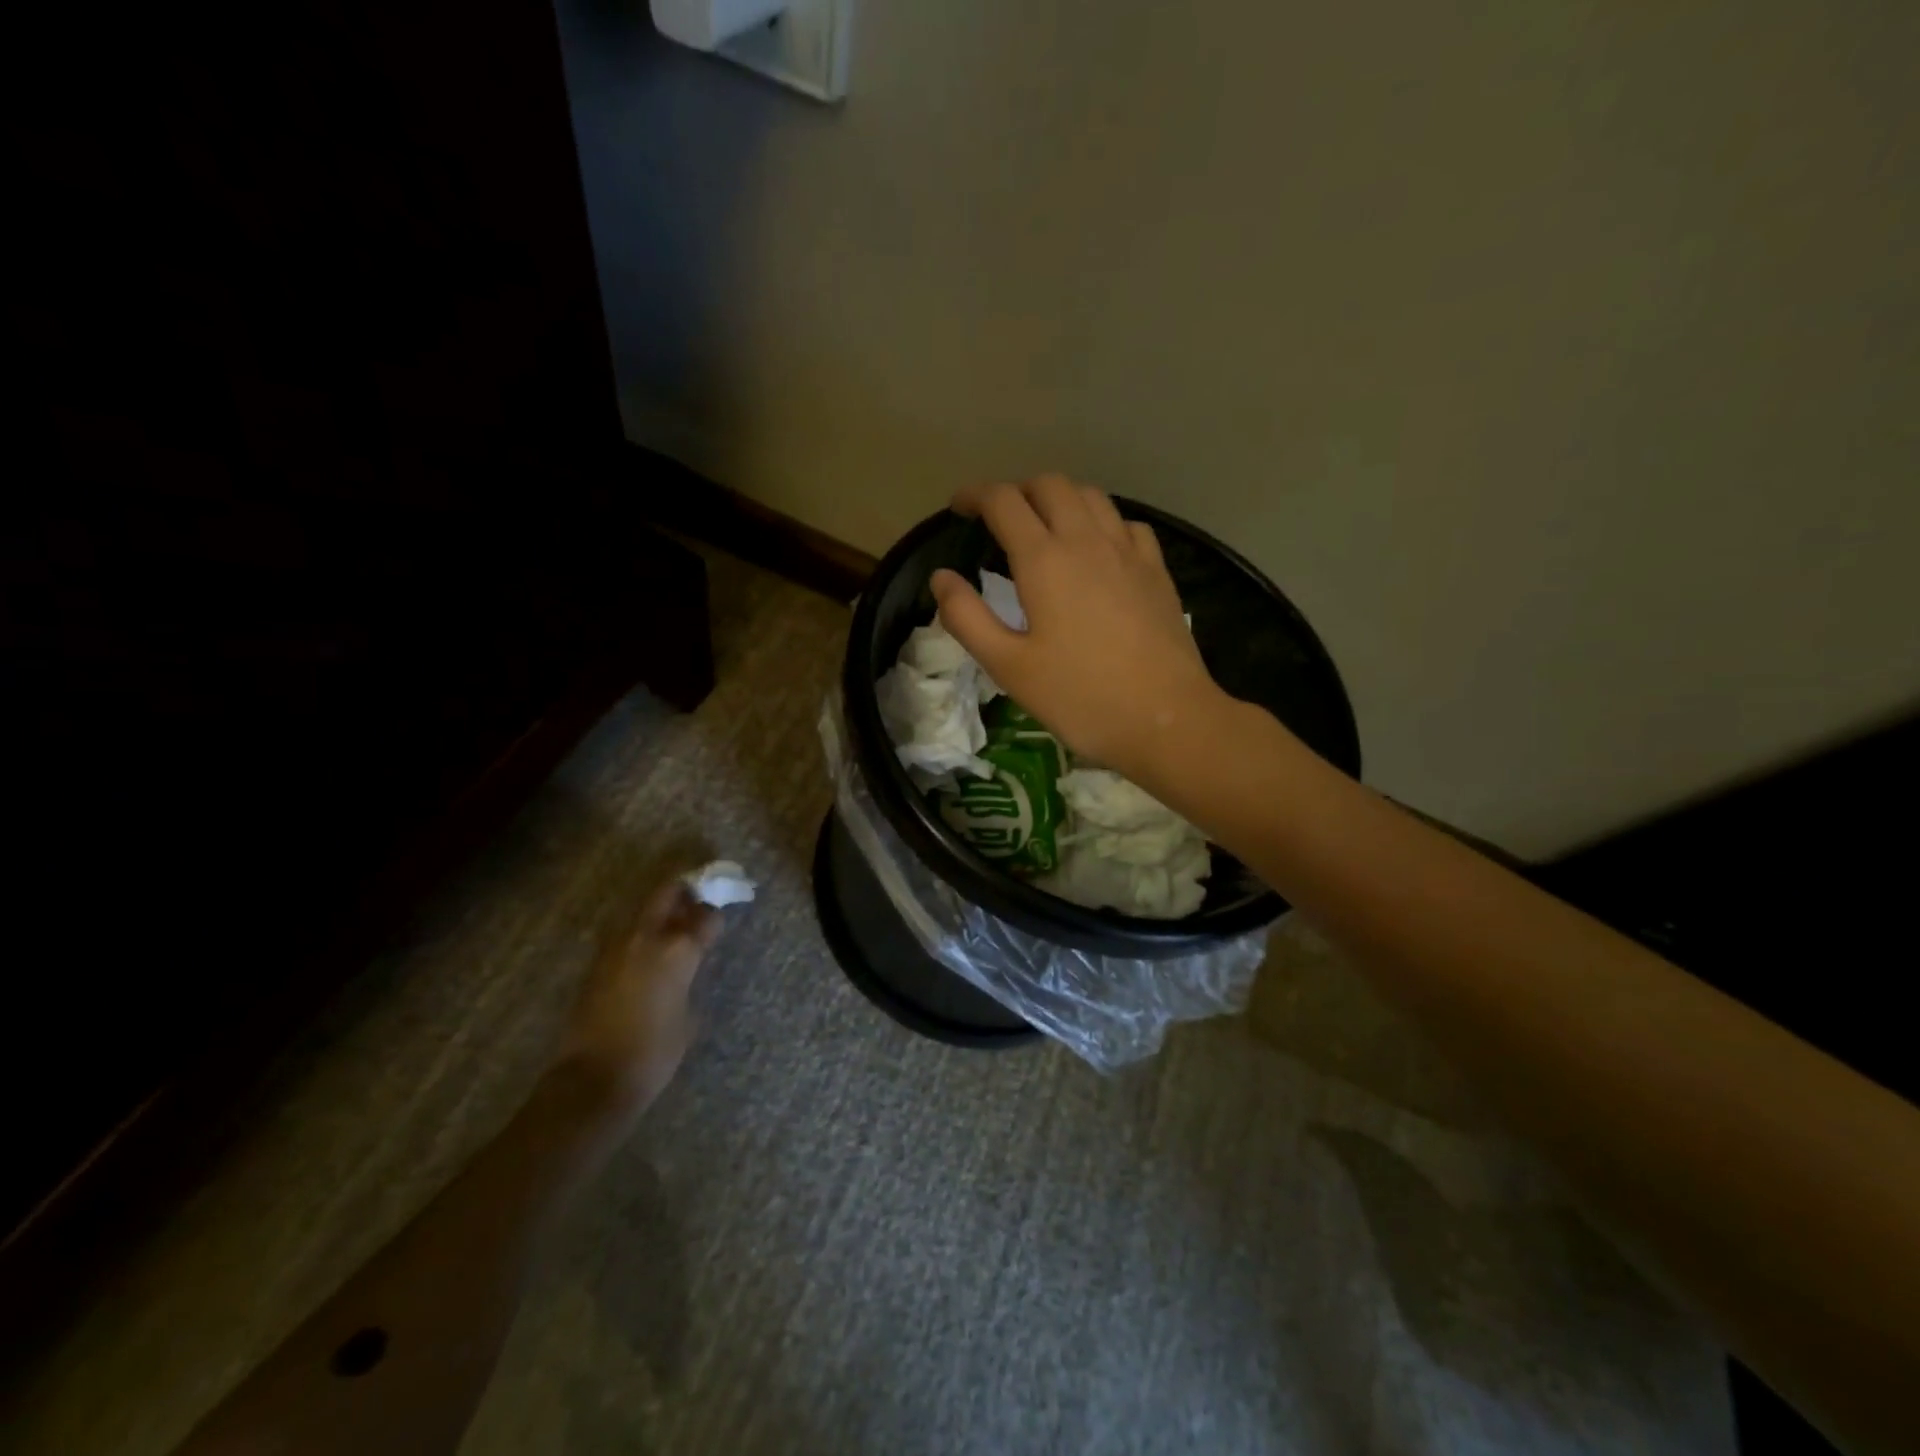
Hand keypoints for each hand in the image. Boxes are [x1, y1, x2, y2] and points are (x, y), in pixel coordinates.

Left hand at [554, 879, 720, 1113]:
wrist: (594, 1080)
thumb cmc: (654, 1052)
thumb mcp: (688, 1015)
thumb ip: (688, 979)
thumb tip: (683, 969)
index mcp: (678, 949)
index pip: (706, 915)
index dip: (715, 915)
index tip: (720, 920)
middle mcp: (646, 937)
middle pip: (667, 893)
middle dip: (684, 892)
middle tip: (697, 900)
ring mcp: (616, 947)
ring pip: (642, 911)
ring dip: (659, 912)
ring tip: (673, 927)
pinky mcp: (597, 963)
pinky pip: (625, 935)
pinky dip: (640, 935)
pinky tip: (648, 954)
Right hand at [932, 475, 1226, 774]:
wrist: (1166, 718)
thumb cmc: (1079, 697)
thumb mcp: (1008, 667)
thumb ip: (967, 618)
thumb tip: (941, 577)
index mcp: (1045, 560)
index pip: (1004, 501)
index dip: (975, 495)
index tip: (958, 507)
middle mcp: (1087, 540)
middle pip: (1050, 485)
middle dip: (1018, 490)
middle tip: (999, 518)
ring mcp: (1129, 552)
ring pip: (1092, 496)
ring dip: (1060, 498)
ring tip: (1044, 526)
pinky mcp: (1157, 571)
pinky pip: (1126, 523)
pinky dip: (1101, 521)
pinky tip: (1098, 548)